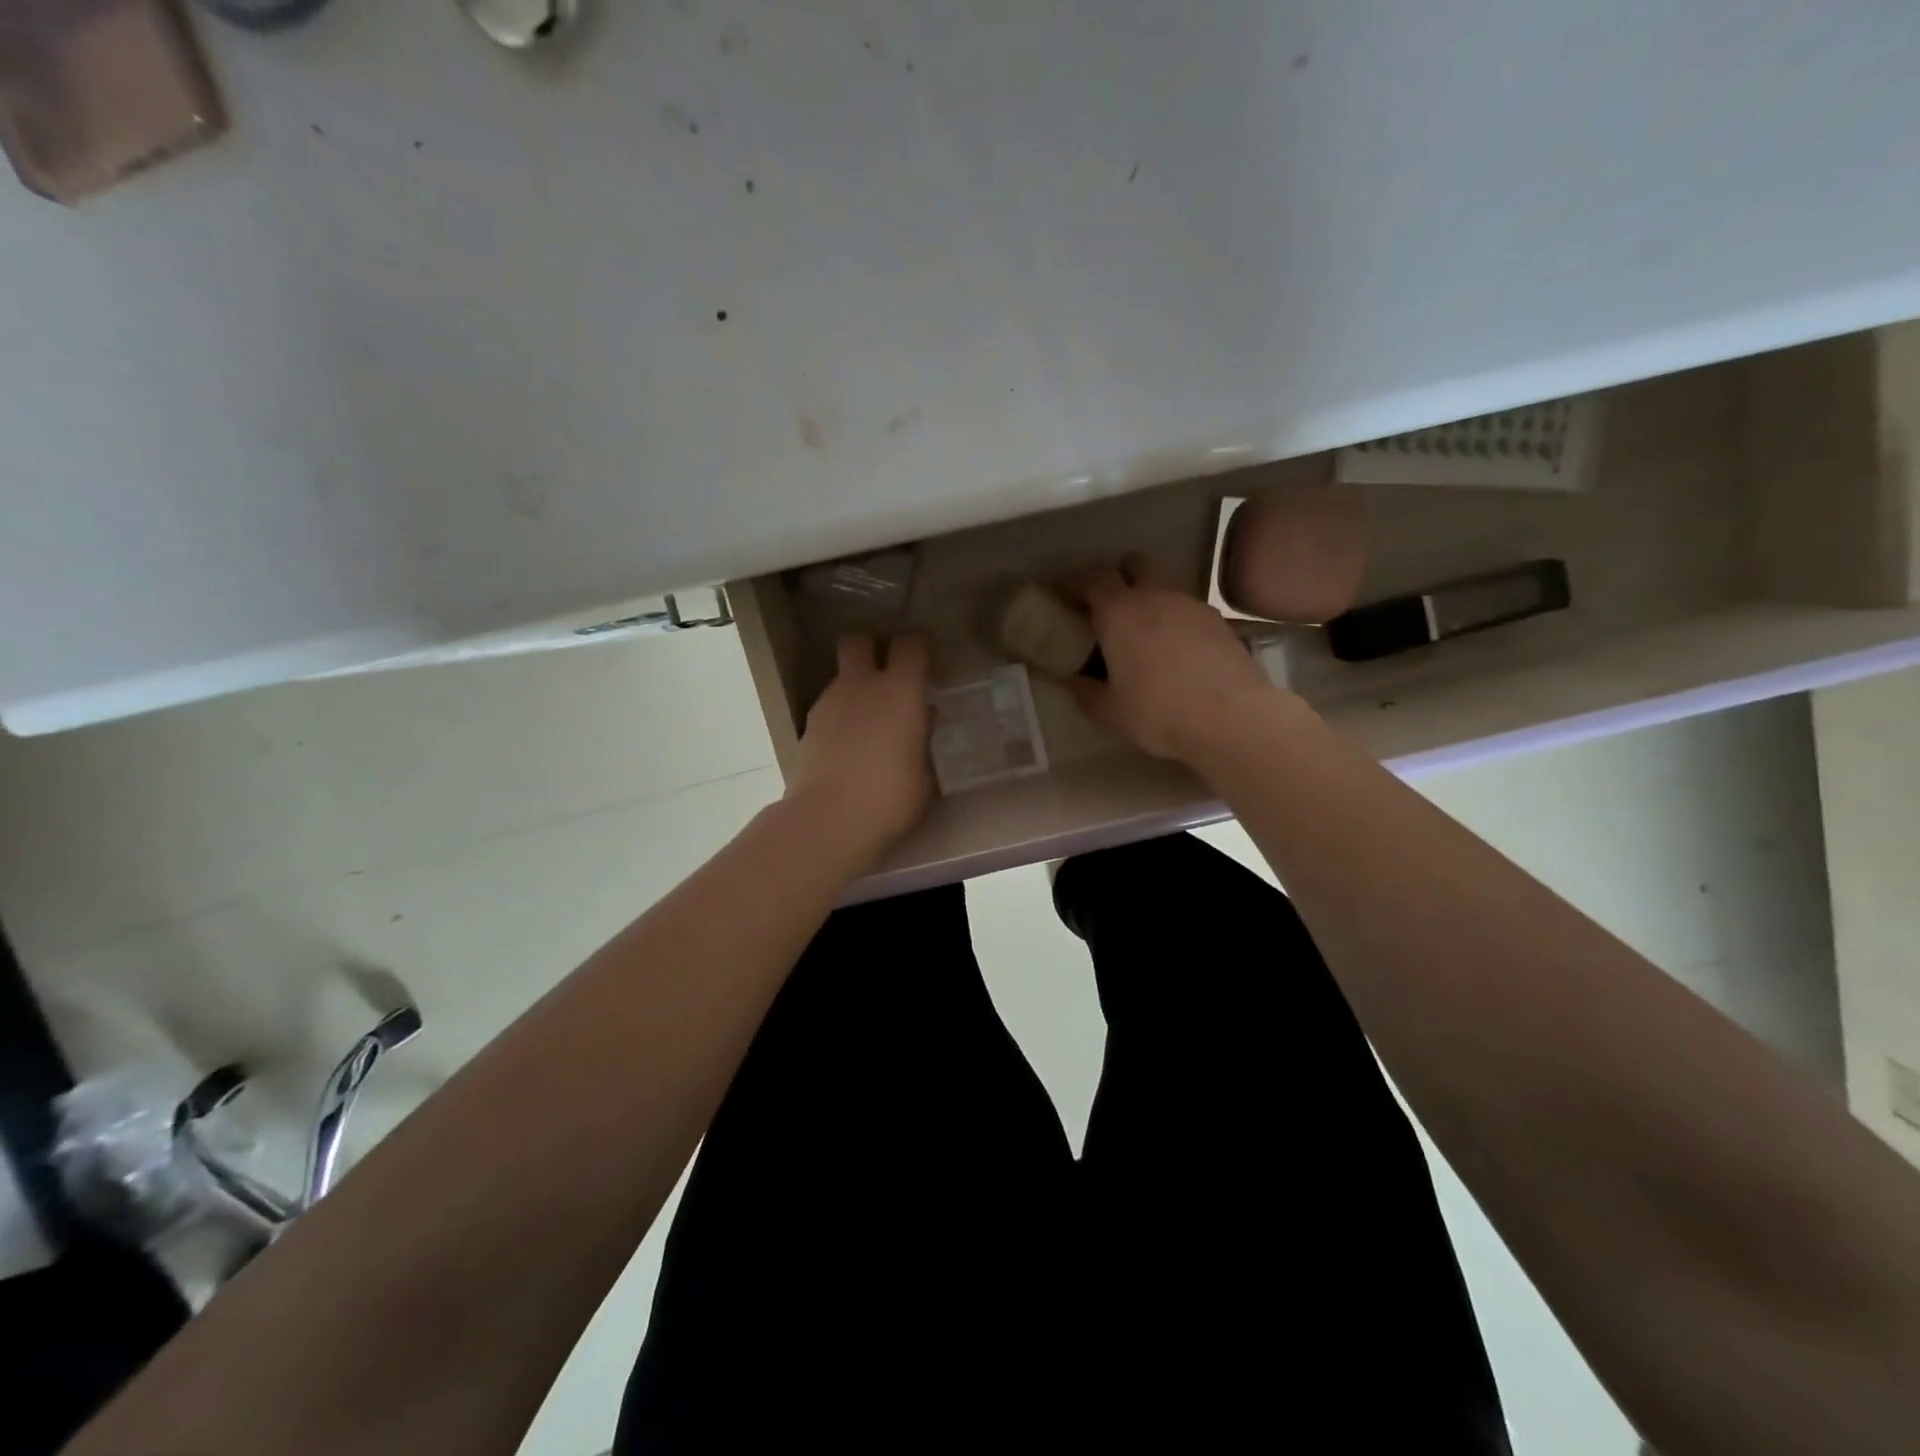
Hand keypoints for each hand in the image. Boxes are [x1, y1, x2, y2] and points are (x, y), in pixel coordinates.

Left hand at [787, 632, 933, 851]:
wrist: (828, 819)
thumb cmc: (890, 797)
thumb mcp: (925, 773)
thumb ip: (923, 738)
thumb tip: (920, 719)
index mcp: (900, 691)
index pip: (911, 644)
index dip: (919, 647)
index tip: (927, 661)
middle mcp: (862, 685)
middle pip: (859, 640)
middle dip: (872, 647)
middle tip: (888, 672)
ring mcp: (830, 702)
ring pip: (842, 676)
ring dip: (856, 686)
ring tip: (870, 720)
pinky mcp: (808, 725)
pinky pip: (830, 706)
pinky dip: (841, 714)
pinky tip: (849, 744)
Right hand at [1061, 558, 1275, 763]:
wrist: (1232, 719)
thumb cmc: (1158, 712)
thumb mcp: (1109, 711)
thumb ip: (1084, 691)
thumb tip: (1070, 680)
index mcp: (1120, 612)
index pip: (1092, 577)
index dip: (1074, 581)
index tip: (1063, 594)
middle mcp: (1155, 597)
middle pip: (1133, 565)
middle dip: (1117, 576)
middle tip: (1106, 606)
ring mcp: (1191, 606)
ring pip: (1163, 589)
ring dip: (1148, 603)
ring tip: (1143, 638)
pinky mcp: (1218, 622)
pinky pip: (1186, 612)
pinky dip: (1174, 623)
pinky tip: (1175, 654)